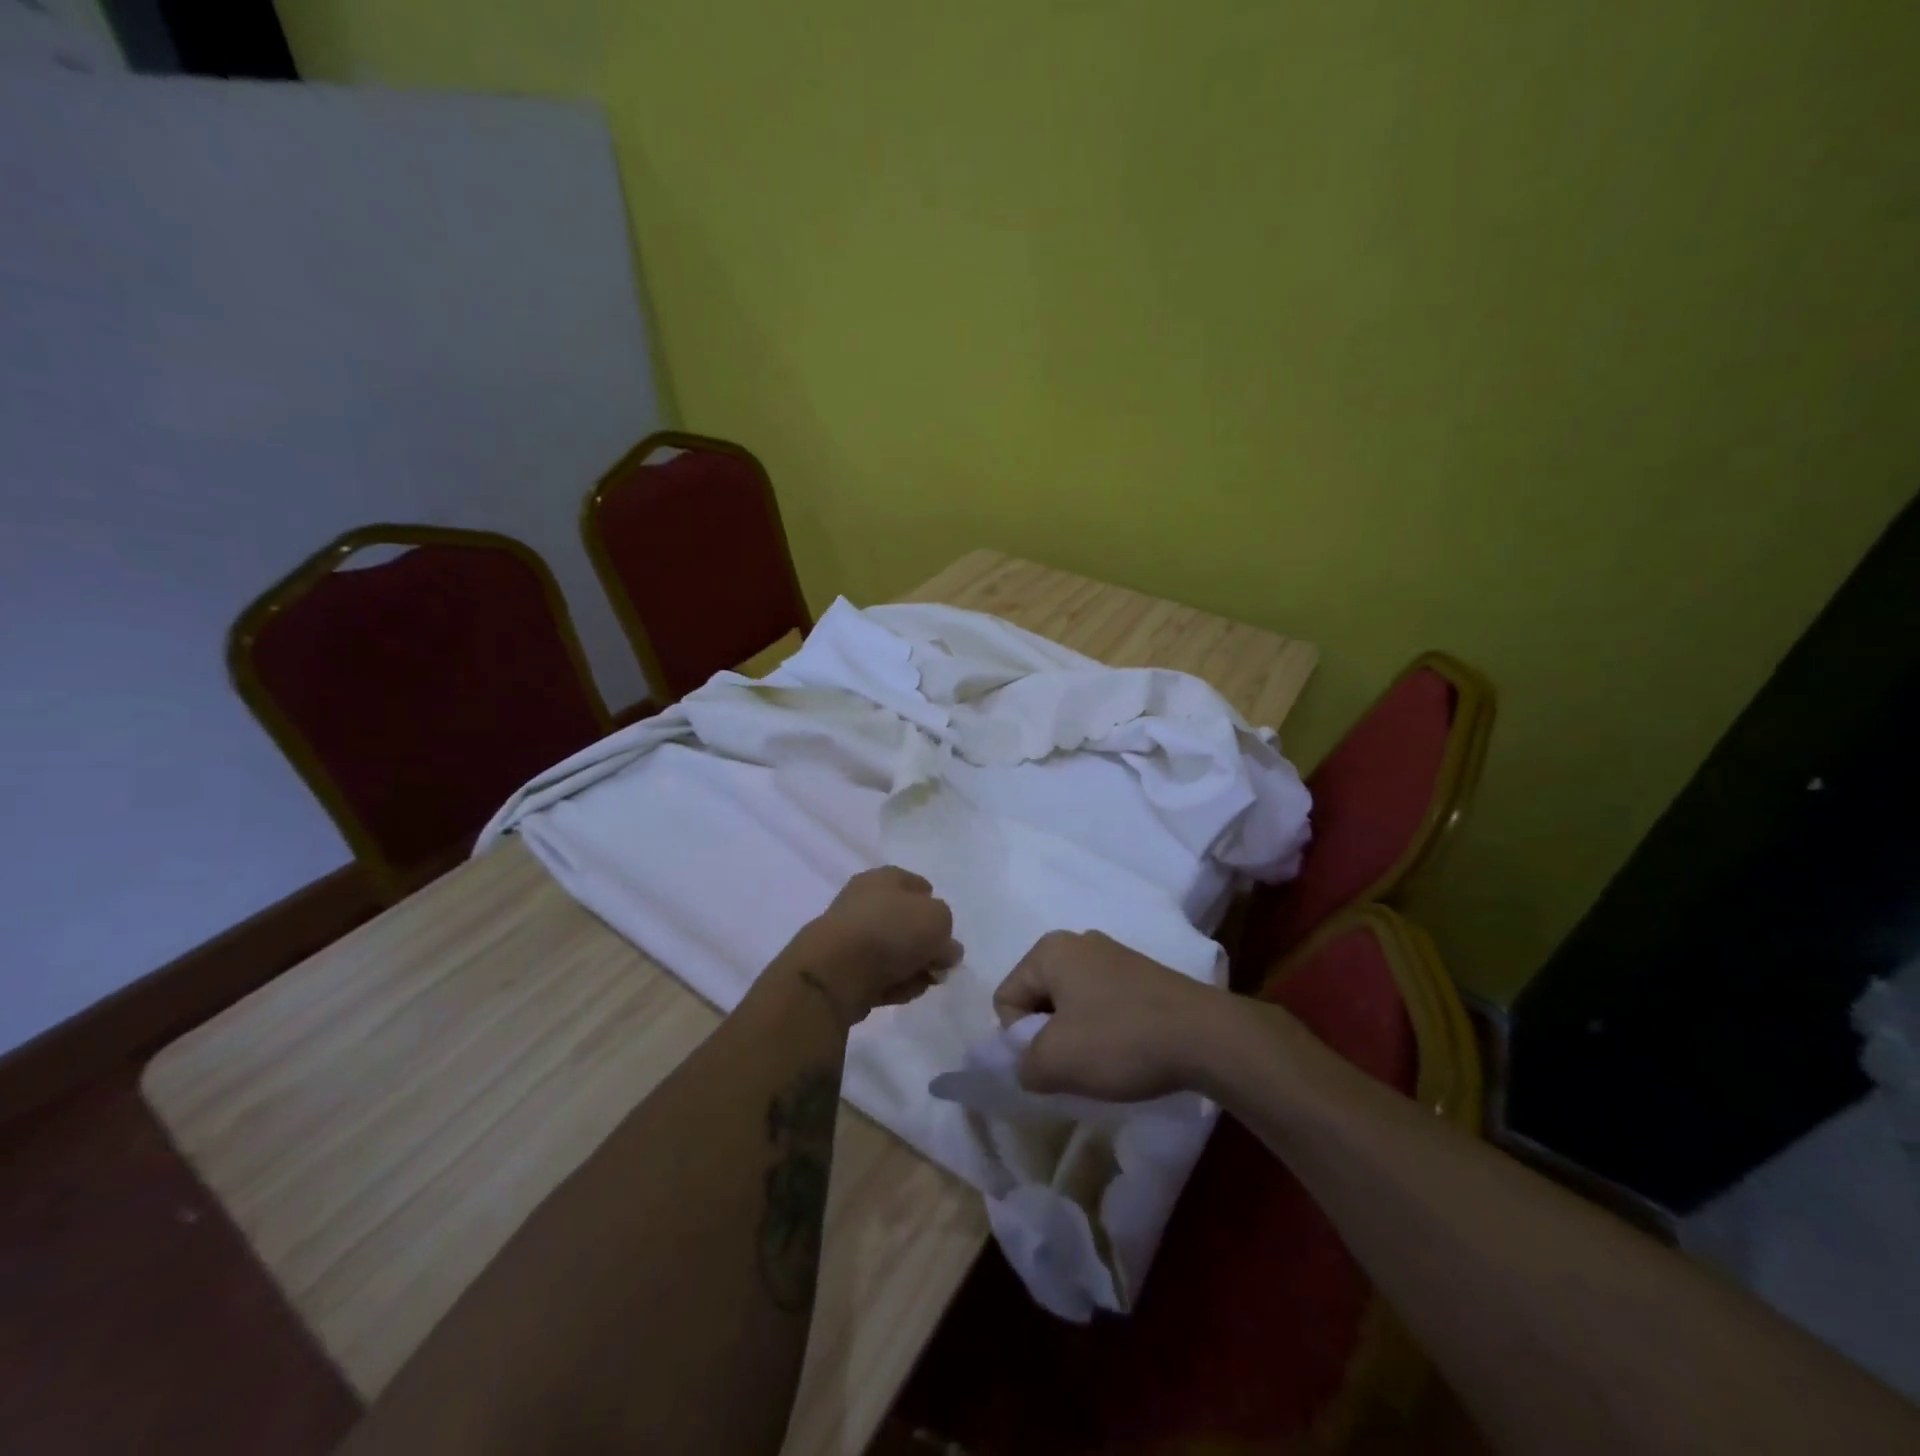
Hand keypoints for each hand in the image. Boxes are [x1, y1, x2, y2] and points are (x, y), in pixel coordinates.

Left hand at [793, 867, 961, 1018]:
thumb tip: (944, 948)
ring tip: (919, 982)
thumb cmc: (891, 931)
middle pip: (907, 923)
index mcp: (885, 878)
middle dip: (926, 947)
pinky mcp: (843, 968)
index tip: (946, 932)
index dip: (935, 907)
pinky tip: (897, 993)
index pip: (918, 886)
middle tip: (939, 964)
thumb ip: (947, 931)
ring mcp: (851, 935)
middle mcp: (865, 901)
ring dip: (912, 970)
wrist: (836, 970)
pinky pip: (878, 976)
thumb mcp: (938, 920)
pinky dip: (891, 985)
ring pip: (894, 953)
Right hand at [992, 930, 1229, 1100]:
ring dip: (1077, 1037)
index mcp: (1049, 950)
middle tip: (1075, 1066)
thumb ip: (1021, 1064)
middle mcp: (1077, 942)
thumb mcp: (1055, 1062)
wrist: (1206, 1036)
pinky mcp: (1140, 974)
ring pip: (1071, 1004)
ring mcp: (1113, 955)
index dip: (1019, 1039)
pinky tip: (1127, 1051)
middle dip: (1048, 1036)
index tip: (1053, 1061)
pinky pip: (1101, 1003)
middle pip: (1038, 998)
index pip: (1006, 999)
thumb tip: (1027, 1066)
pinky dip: (1105, 1030)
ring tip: (1104, 1063)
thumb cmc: (1120, 1040)